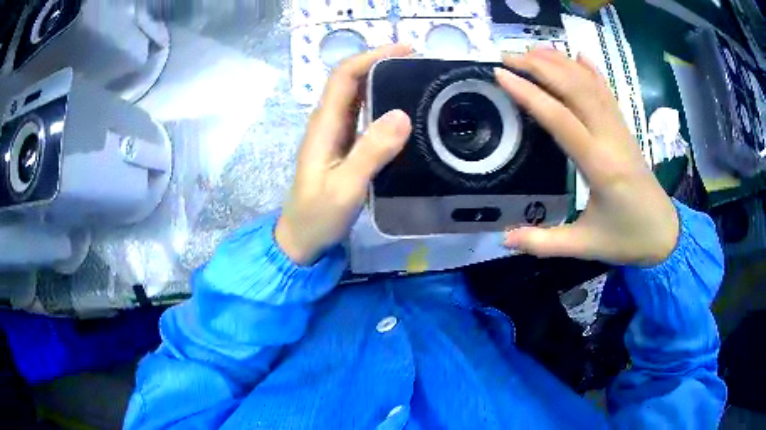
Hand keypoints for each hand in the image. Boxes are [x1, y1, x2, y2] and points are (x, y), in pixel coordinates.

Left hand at [276, 45, 412, 264]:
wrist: (301, 239)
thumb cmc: (318, 216)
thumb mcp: (345, 188)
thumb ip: (371, 153)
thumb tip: (402, 115)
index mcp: (324, 126)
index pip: (344, 77)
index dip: (371, 57)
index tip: (404, 51)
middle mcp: (328, 123)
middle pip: (351, 81)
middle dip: (380, 64)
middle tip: (418, 64)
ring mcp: (336, 135)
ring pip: (358, 97)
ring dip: (383, 82)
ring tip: (417, 80)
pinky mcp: (345, 148)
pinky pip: (364, 117)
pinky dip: (383, 105)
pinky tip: (404, 111)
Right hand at [495, 49, 678, 265]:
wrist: (665, 234)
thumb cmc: (627, 239)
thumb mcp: (586, 246)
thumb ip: (544, 243)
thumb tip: (504, 240)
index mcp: (600, 166)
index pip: (560, 119)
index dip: (529, 94)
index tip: (501, 75)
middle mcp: (611, 138)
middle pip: (575, 89)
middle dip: (540, 67)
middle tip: (508, 56)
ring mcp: (620, 130)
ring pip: (590, 84)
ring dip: (561, 62)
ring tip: (531, 51)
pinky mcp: (625, 129)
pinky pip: (607, 92)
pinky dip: (592, 70)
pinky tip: (578, 56)